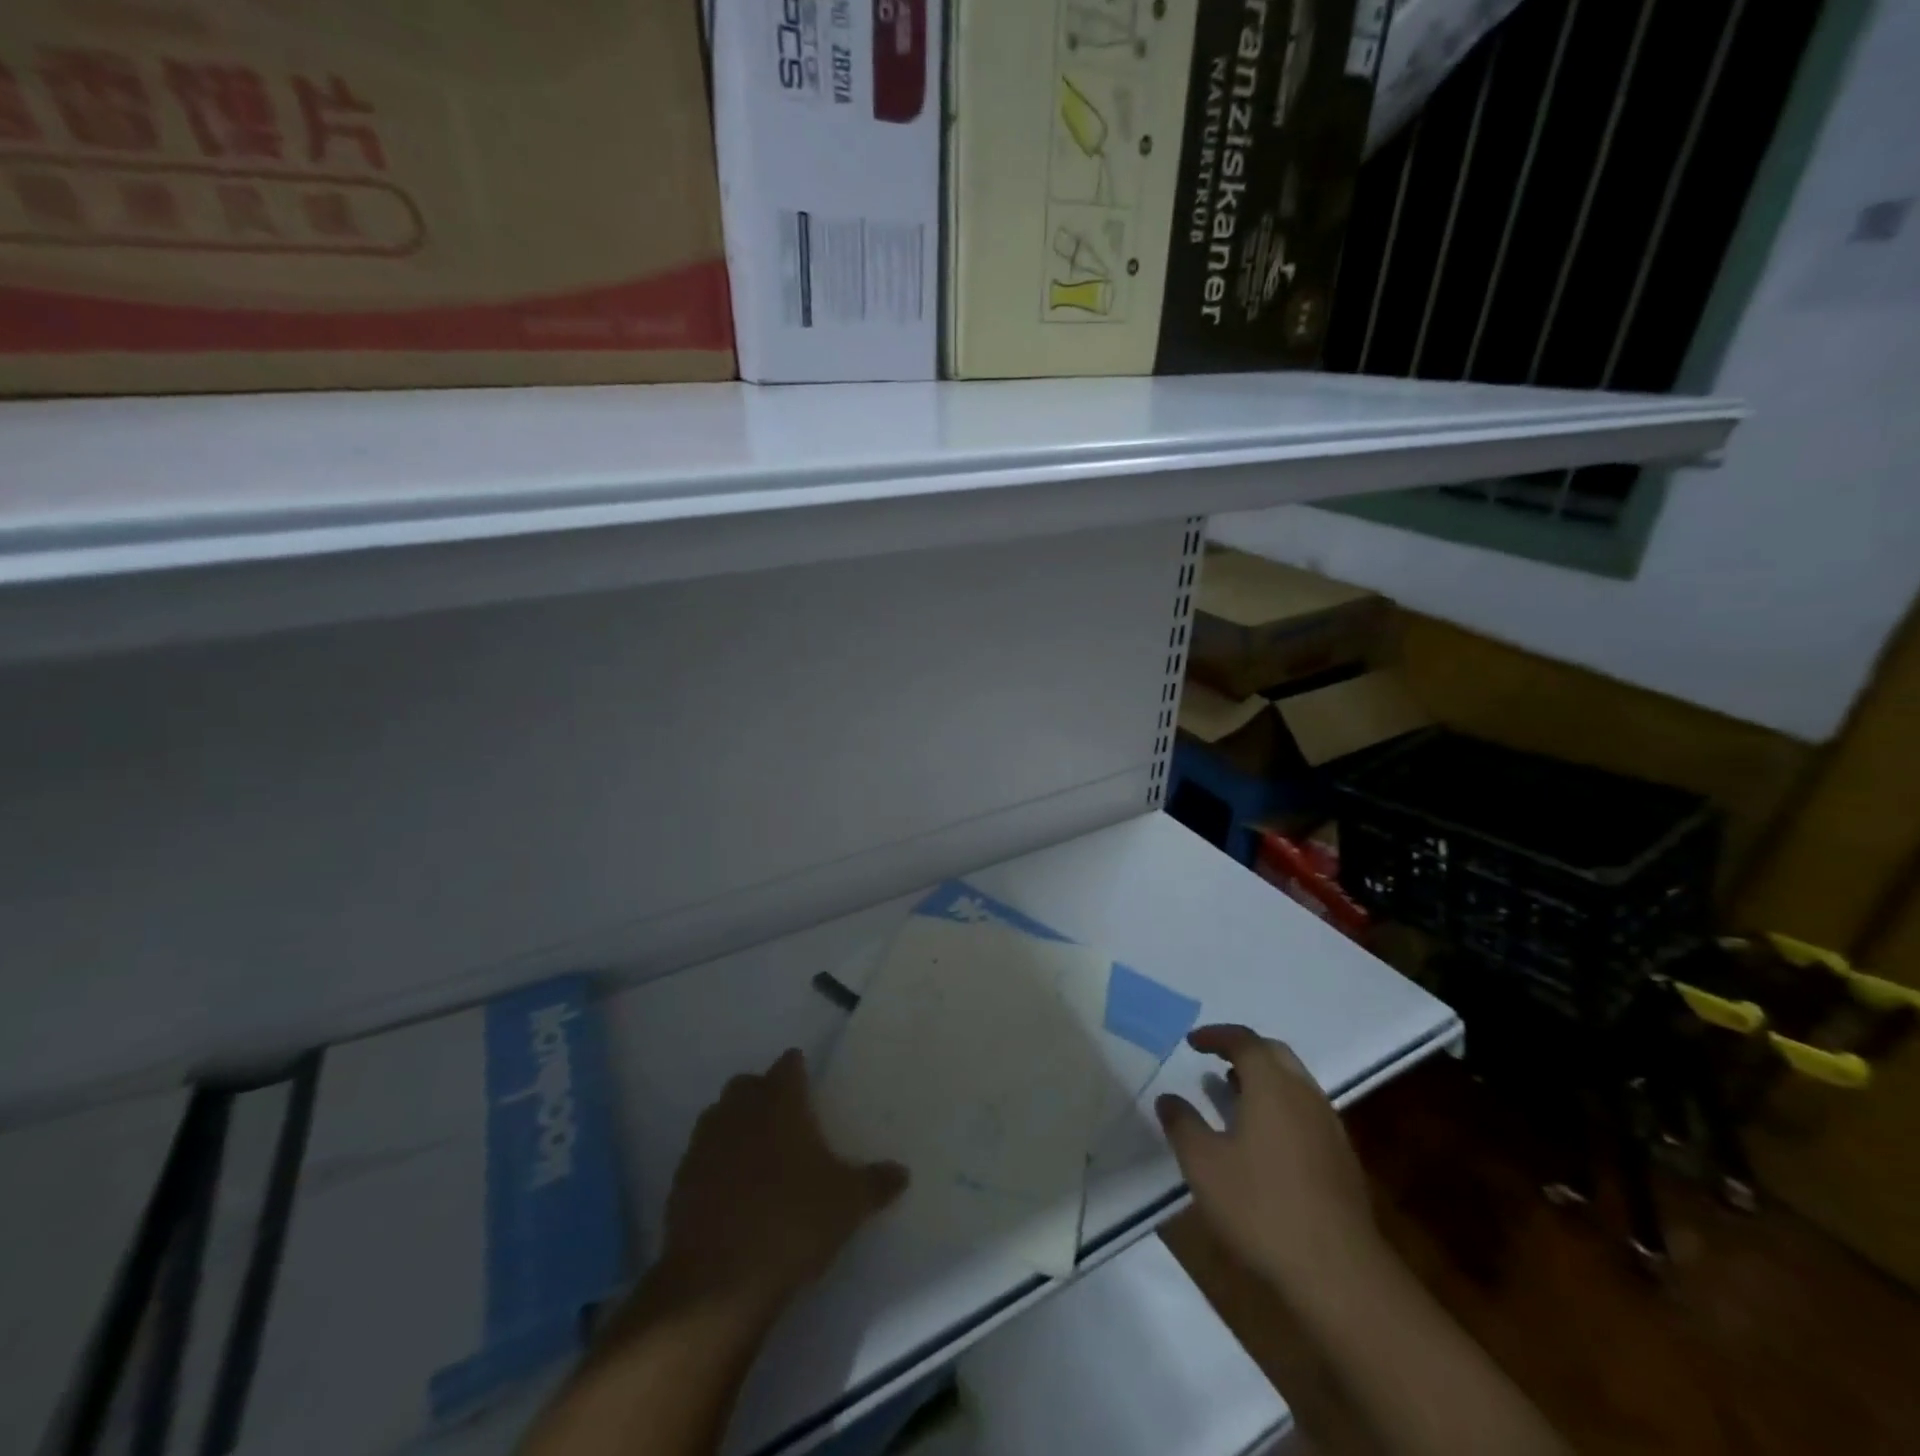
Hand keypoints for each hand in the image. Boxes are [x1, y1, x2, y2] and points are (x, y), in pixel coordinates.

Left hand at [656, 1049, 907, 1319]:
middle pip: (747, 1084)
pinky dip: (714, 1164)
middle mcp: (739, 1111)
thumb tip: (903, 1172)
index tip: (807, 1081)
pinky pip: (699, 1157)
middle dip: (762, 1093)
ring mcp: (704, 1144)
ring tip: (756, 1153)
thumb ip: (876, 1183)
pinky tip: (729, 1190)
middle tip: (784, 1117)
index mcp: (780, 1103)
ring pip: (718, 1116)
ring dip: (734, 1125)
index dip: (798, 1070)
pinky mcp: (680, 1181)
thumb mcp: (848, 1204)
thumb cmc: (793, 1223)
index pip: (788, 1066)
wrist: (718, 1282)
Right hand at [1155, 1025, 1380, 1300]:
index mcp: (1272, 1086)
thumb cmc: (1261, 1208)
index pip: (1244, 1041)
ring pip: (1294, 1084)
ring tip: (1233, 1095)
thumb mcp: (1203, 1165)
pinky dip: (1280, 1108)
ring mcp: (1329, 1128)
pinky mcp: (1342, 1160)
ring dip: (1263, 1080)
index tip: (1192, 1042)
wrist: (1339, 1274)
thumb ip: (1182, 1124)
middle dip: (1244, 1051)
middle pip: (1275, 1055)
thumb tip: (1168, 1099)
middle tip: (1215, 1061)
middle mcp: (1305, 1095)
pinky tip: (1264, 1140)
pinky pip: (1306, 1112)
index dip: (1216, 1036)